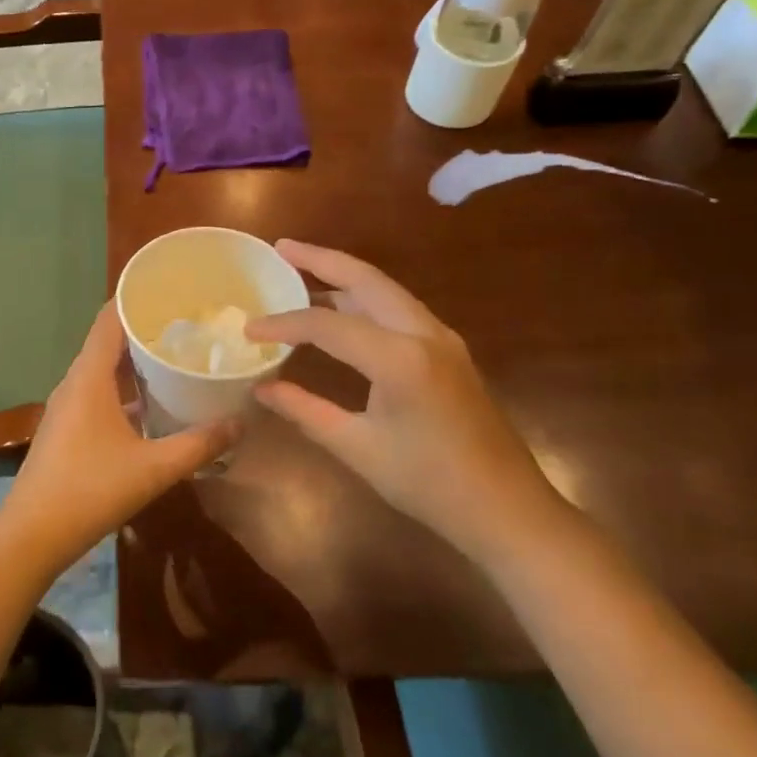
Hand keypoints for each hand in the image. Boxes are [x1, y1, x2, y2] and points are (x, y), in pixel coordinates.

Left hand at [0, 302, 237, 580]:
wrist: (32, 534)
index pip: (109, 318)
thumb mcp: (154, 469)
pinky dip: (124, 386)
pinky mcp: (67, 426)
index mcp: (89, 377)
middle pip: (108, 340)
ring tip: (175, 355)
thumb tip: (240, 423)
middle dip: (144, 328)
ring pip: (103, 368)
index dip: (136, 298)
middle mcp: (75, 382)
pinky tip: (151, 401)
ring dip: (134, 360)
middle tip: (188, 322)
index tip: (171, 289)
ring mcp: (67, 405)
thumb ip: (199, 445)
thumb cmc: (90, 490)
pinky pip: (98, 390)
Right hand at [248, 240, 565, 566]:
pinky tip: (341, 310)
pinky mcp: (448, 350)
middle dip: (321, 259)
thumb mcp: (358, 448)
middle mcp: (424, 334)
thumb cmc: (429, 484)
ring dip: (345, 276)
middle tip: (282, 247)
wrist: (507, 509)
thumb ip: (305, 411)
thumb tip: (261, 388)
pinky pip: (399, 309)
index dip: (283, 324)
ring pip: (385, 290)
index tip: (249, 330)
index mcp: (400, 359)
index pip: (327, 325)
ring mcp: (442, 338)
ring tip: (303, 268)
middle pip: (366, 279)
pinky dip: (364, 299)